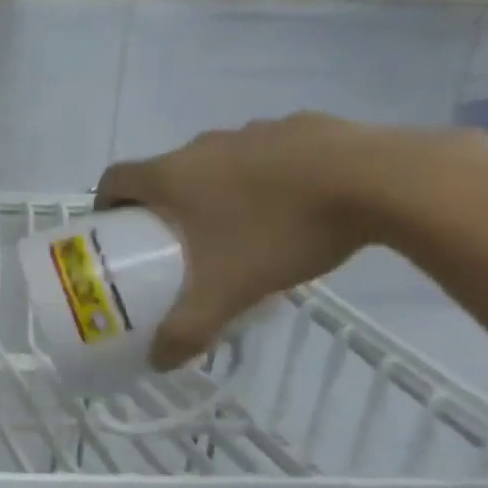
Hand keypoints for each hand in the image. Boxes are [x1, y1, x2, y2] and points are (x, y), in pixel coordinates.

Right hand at [95, 114, 451, 368]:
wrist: (381, 181)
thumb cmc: (279, 230)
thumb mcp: (227, 292)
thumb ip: (186, 329)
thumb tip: (157, 363)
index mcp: (171, 175)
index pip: (114, 179)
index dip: (106, 203)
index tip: (116, 229)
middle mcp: (203, 145)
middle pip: (166, 171)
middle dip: (166, 203)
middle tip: (179, 240)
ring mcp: (255, 130)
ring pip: (219, 161)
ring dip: (218, 187)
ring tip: (242, 225)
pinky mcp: (304, 125)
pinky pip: (269, 152)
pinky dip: (269, 175)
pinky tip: (296, 204)